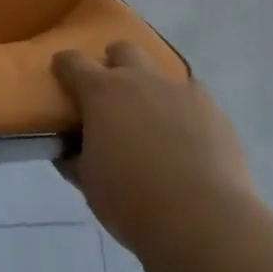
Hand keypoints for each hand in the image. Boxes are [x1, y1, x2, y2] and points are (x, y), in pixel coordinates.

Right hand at [53, 42, 252, 253]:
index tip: (61, 74)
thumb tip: (69, 152)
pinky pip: (193, 96)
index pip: (73, 62)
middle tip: (113, 95)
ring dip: (151, 88)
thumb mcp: (90, 185)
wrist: (203, 221)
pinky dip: (184, 110)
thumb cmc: (133, 203)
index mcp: (102, 92)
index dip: (64, 66)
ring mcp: (178, 89)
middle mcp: (139, 79)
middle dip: (114, 64)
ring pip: (161, 72)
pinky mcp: (211, 108)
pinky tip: (188, 136)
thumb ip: (76, 160)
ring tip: (154, 121)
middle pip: (122, 50)